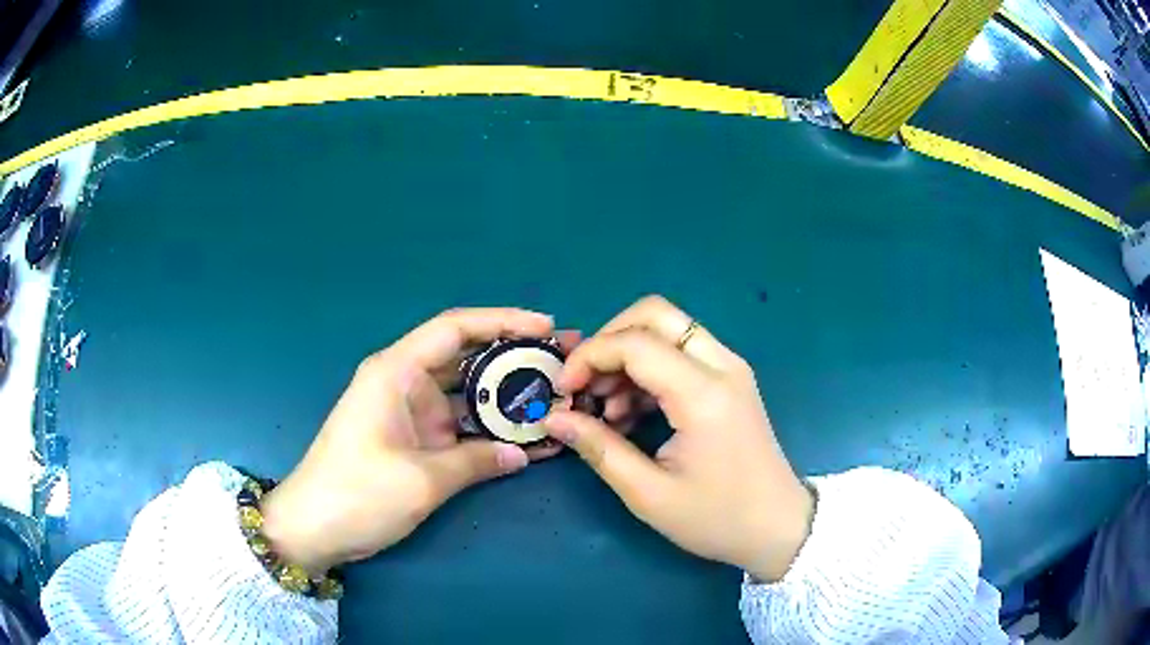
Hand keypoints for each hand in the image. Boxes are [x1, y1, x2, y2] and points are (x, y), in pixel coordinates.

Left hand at [260, 308, 565, 575]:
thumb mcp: (421, 479)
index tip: (546, 327)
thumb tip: (524, 453)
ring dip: (510, 397)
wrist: (315, 529)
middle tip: (564, 362)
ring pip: (470, 394)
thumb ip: (476, 461)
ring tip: (559, 397)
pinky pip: (462, 427)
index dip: (503, 321)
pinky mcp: (417, 440)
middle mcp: (406, 383)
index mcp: (397, 372)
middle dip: (516, 358)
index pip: (455, 329)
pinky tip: (532, 439)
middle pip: (468, 358)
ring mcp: (414, 414)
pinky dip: (493, 431)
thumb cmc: (358, 494)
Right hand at [544, 296, 813, 581]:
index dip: (589, 358)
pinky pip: (682, 351)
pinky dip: (648, 369)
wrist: (778, 527)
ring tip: (606, 410)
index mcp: (703, 394)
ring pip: (668, 329)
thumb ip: (599, 448)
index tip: (564, 391)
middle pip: (655, 314)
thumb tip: (555, 418)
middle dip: (609, 340)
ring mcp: (730, 369)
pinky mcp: (731, 380)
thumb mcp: (649, 494)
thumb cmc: (717, 518)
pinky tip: (630, 413)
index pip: (635, 344)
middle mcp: (721, 366)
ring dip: (628, 356)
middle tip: (585, 385)